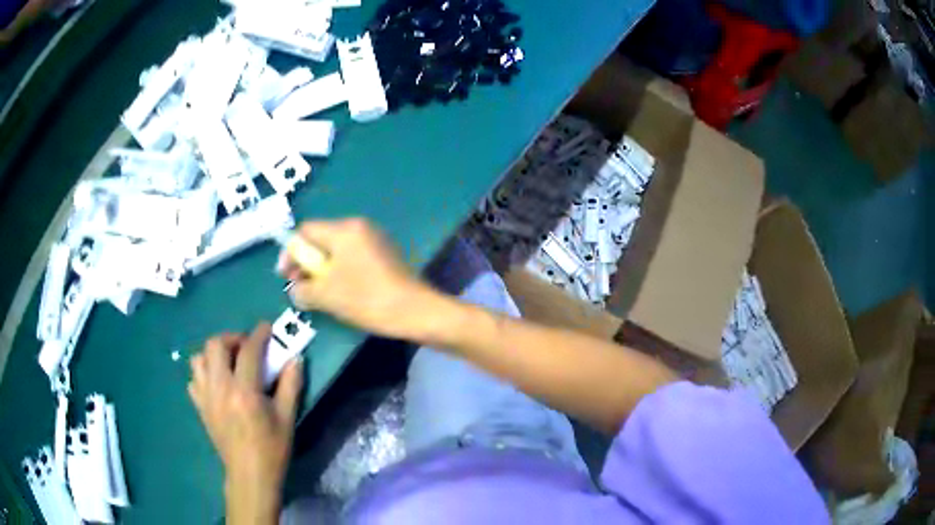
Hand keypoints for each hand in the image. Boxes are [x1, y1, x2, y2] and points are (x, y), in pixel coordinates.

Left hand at [188, 323, 302, 521]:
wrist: (250, 474)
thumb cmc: (272, 448)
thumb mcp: (287, 418)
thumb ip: (291, 385)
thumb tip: (295, 358)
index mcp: (244, 392)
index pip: (249, 351)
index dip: (259, 334)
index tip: (266, 328)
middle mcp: (220, 389)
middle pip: (215, 345)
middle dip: (232, 338)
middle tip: (246, 347)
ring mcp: (206, 397)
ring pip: (199, 359)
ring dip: (214, 354)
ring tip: (229, 363)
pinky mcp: (200, 407)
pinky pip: (194, 379)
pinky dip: (204, 374)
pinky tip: (218, 383)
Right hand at [278, 218, 439, 339]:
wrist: (414, 310)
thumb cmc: (366, 298)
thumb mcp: (326, 296)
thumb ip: (302, 289)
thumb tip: (296, 290)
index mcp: (344, 229)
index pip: (306, 230)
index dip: (290, 252)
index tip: (285, 276)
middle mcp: (359, 227)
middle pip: (321, 238)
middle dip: (306, 262)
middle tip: (300, 286)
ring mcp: (375, 239)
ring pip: (337, 249)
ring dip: (322, 269)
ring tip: (318, 293)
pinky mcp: (384, 254)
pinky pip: (352, 257)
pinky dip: (340, 271)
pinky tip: (340, 292)